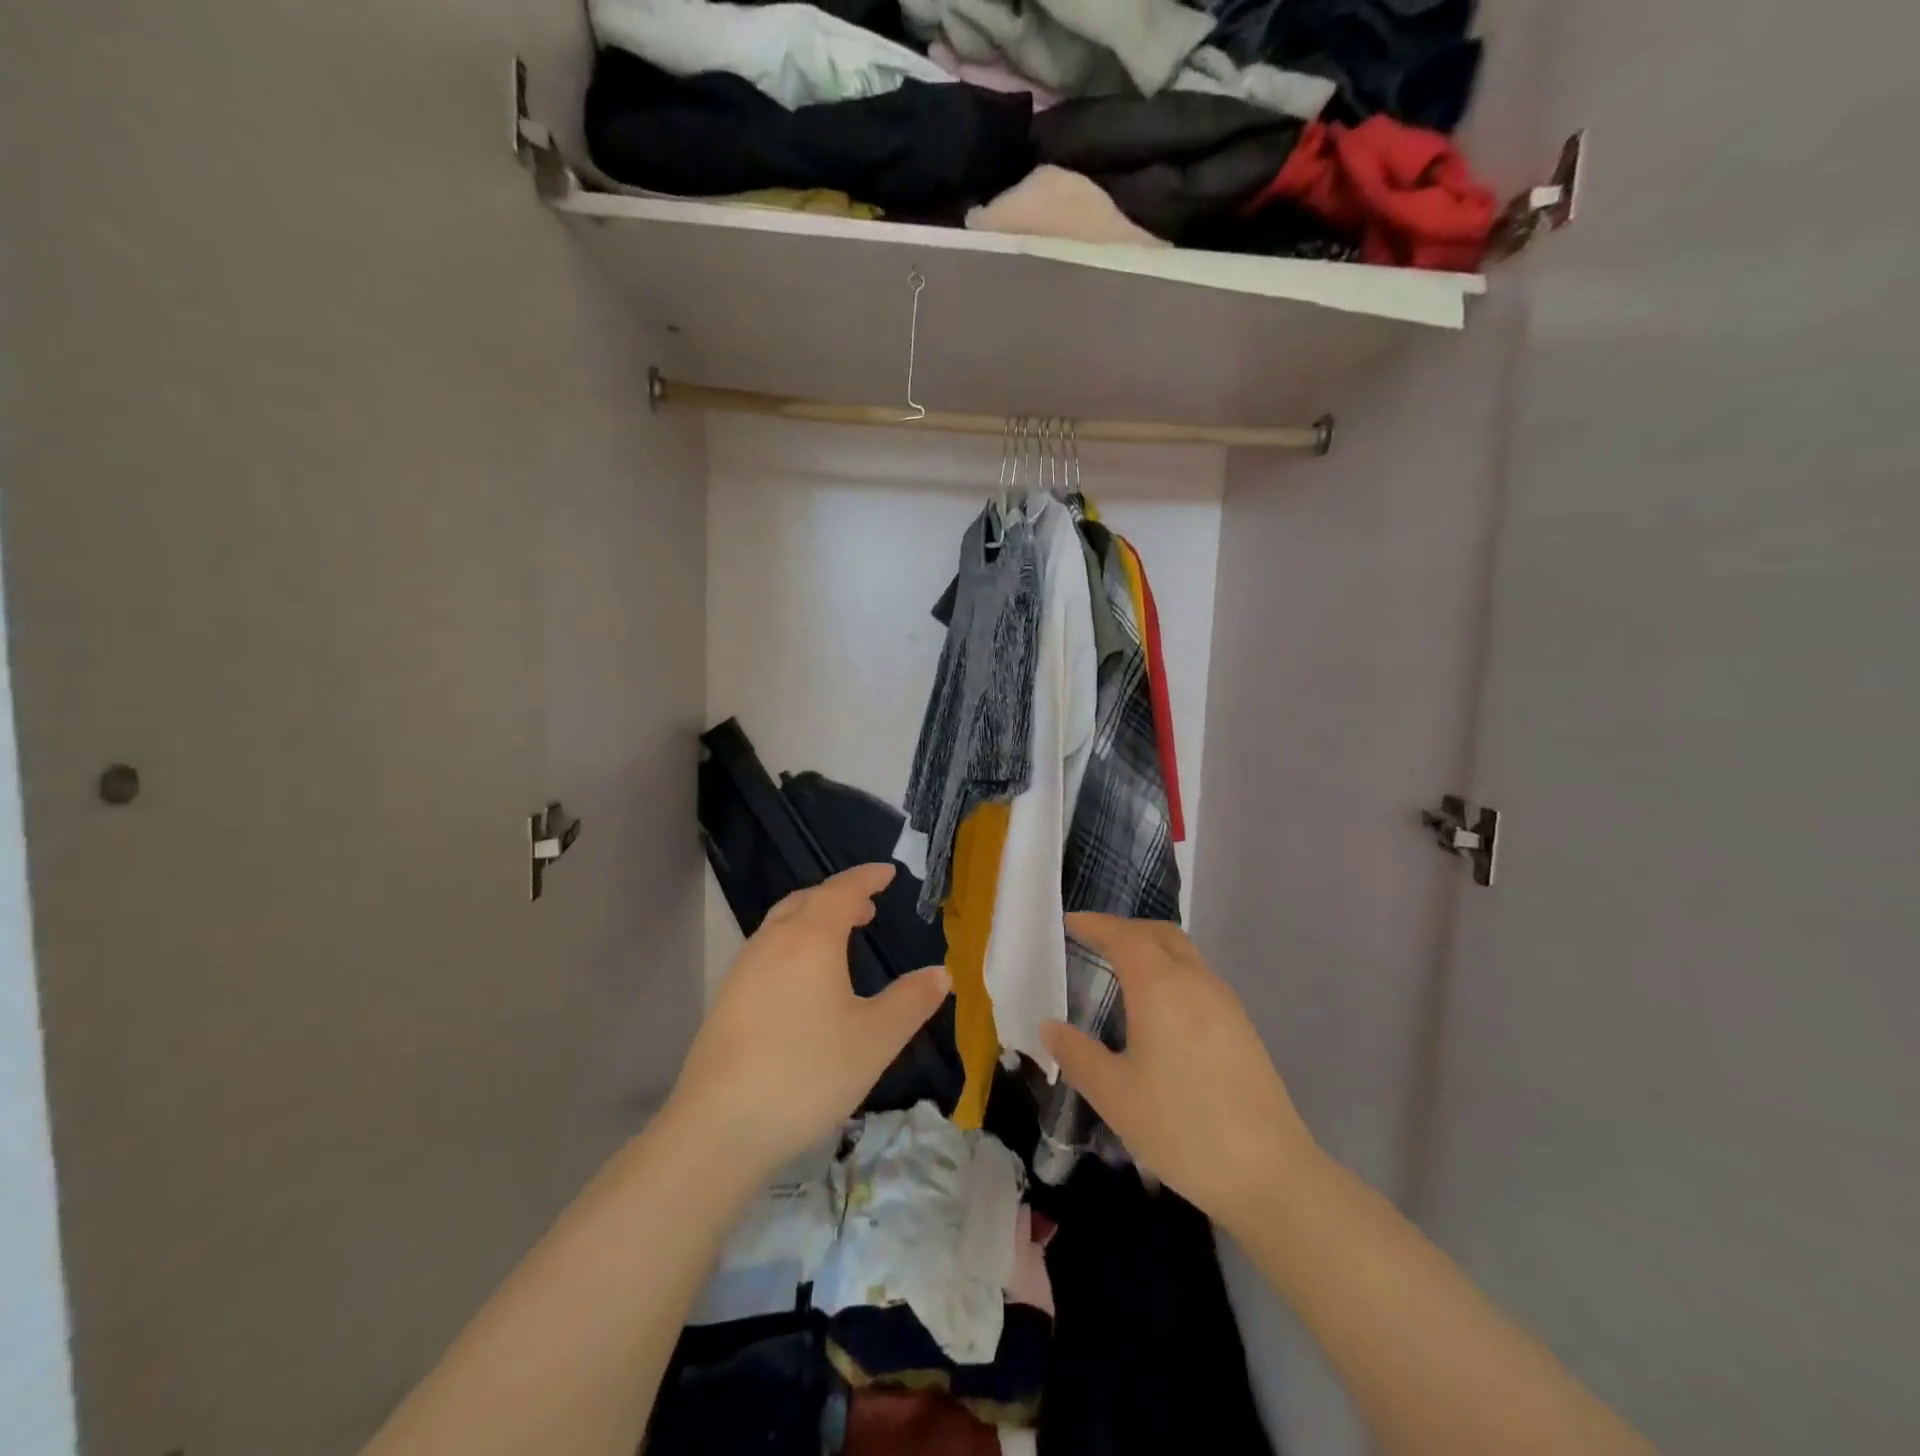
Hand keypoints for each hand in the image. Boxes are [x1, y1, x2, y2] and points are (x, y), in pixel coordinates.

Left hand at [666, 863, 950, 1179]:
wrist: (719, 1127)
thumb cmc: (808, 1072)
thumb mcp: (875, 1039)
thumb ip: (911, 1001)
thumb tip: (941, 973)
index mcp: (811, 939)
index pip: (842, 891)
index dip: (867, 878)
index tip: (888, 872)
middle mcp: (773, 942)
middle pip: (806, 901)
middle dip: (839, 896)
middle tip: (868, 907)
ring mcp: (744, 970)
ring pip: (782, 924)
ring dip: (813, 919)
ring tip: (840, 938)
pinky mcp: (727, 999)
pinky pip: (767, 950)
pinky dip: (793, 944)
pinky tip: (803, 981)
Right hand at [1040, 913, 1317, 1225]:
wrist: (1270, 1173)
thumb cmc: (1181, 1127)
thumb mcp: (1114, 1095)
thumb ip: (1077, 1054)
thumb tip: (1050, 1026)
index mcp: (1161, 986)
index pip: (1123, 936)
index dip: (1095, 925)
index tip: (1070, 923)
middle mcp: (1195, 982)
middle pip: (1160, 934)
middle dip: (1125, 929)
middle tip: (1094, 941)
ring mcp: (1225, 1003)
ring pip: (1184, 955)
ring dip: (1152, 950)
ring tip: (1122, 973)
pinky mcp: (1242, 1028)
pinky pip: (1199, 979)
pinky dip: (1171, 974)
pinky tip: (1159, 1011)